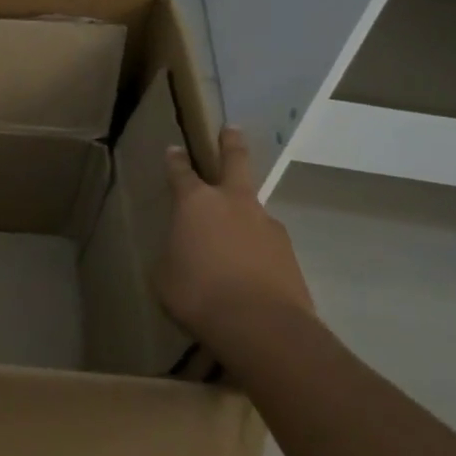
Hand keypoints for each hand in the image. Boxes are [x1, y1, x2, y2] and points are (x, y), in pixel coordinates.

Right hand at [158, 127, 312, 354]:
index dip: (175, 160)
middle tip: (231, 129)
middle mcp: (233, 202)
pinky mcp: (289, 253)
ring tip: (235, 238)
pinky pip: (266, 243)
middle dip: (230, 143)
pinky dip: (257, 249)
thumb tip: (183, 250)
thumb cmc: (197, 293)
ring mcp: (266, 224)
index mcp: (195, 202)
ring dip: (244, 213)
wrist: (260, 326)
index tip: (174, 149)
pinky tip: (251, 271)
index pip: (180, 172)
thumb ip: (174, 252)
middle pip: (235, 161)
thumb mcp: (166, 274)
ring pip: (253, 208)